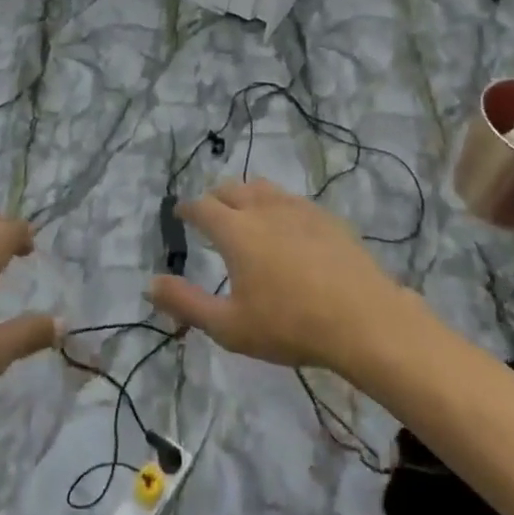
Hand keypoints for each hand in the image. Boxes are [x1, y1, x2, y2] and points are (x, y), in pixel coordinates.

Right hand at [147, 180, 402, 376]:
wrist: (364, 320)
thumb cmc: (290, 325)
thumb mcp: (229, 326)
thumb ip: (186, 303)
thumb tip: (150, 285)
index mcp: (234, 230)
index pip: (201, 207)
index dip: (187, 209)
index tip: (180, 213)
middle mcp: (261, 208)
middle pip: (230, 189)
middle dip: (215, 198)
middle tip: (211, 214)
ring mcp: (297, 208)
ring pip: (262, 188)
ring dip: (246, 195)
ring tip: (246, 212)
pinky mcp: (325, 216)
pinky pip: (292, 199)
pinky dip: (277, 205)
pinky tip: (286, 226)